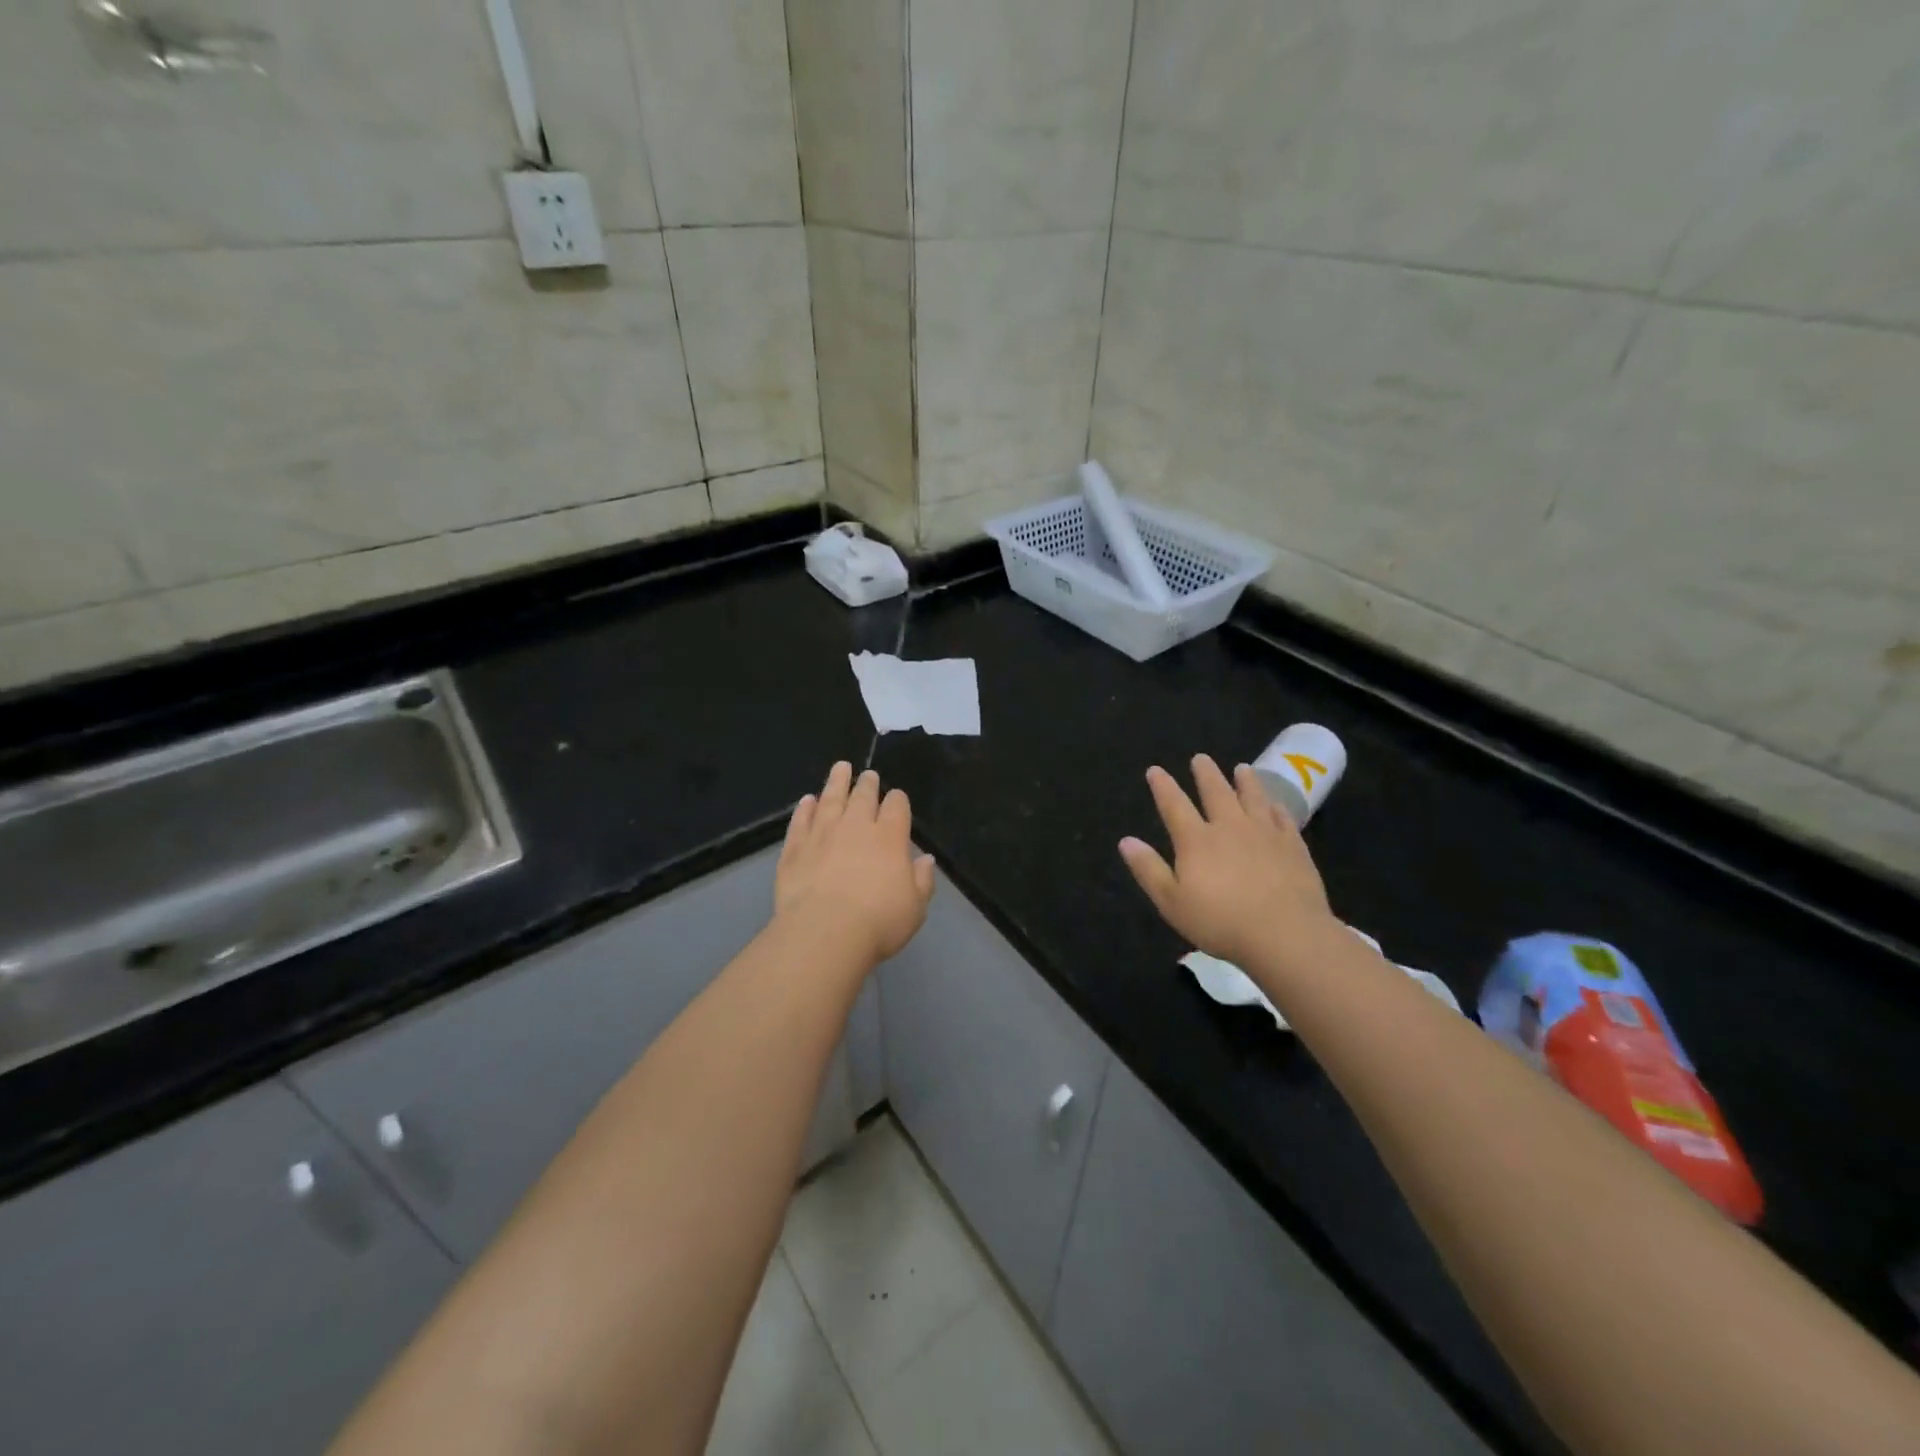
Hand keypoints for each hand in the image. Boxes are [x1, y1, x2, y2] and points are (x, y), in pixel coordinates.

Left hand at [776, 762, 935, 967]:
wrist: (824, 933)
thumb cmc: (878, 922)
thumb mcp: (915, 908)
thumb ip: (922, 880)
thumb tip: (926, 859)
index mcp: (889, 837)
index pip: (896, 806)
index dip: (897, 799)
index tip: (896, 798)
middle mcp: (856, 826)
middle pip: (863, 796)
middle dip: (868, 784)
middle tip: (868, 775)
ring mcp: (822, 834)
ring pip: (830, 799)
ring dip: (836, 782)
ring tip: (840, 768)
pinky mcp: (795, 848)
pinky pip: (800, 821)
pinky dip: (804, 809)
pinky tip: (807, 800)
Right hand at [1119, 754, 1336, 969]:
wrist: (1286, 934)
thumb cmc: (1221, 922)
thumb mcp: (1172, 902)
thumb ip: (1148, 869)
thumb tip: (1126, 840)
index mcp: (1196, 840)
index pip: (1174, 805)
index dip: (1163, 787)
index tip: (1155, 770)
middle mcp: (1229, 827)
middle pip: (1216, 792)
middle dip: (1206, 774)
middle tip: (1201, 758)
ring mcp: (1265, 833)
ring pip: (1253, 797)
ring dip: (1245, 781)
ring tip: (1241, 768)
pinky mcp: (1293, 846)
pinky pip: (1283, 818)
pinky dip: (1276, 807)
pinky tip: (1276, 804)